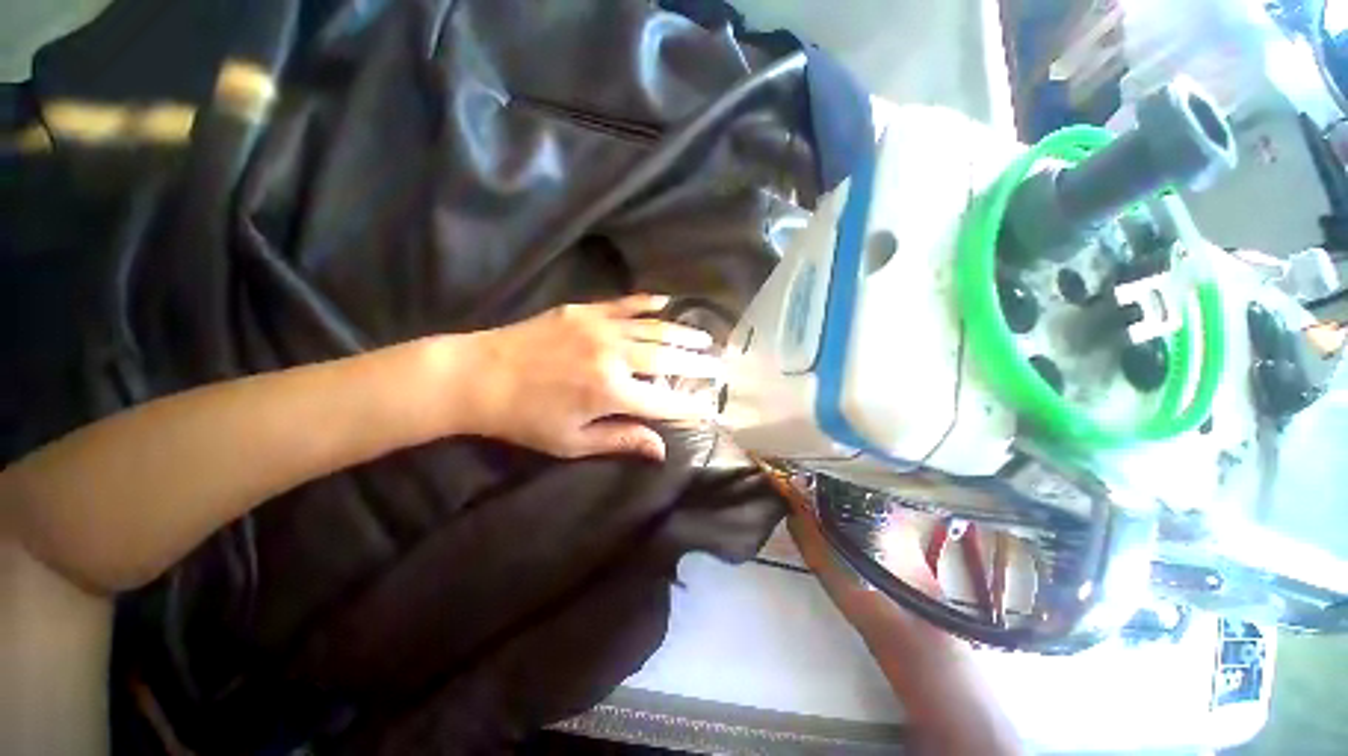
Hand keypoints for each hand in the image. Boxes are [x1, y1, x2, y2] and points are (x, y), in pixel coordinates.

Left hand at [455, 295, 720, 460]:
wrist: (479, 375)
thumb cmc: (525, 418)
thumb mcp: (572, 441)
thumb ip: (621, 440)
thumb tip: (661, 451)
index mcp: (611, 393)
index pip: (664, 402)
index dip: (690, 406)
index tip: (711, 407)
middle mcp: (614, 358)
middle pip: (668, 360)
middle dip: (698, 365)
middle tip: (720, 366)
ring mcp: (600, 329)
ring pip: (654, 330)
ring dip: (683, 335)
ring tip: (705, 339)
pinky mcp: (585, 311)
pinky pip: (626, 304)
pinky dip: (648, 304)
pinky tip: (666, 303)